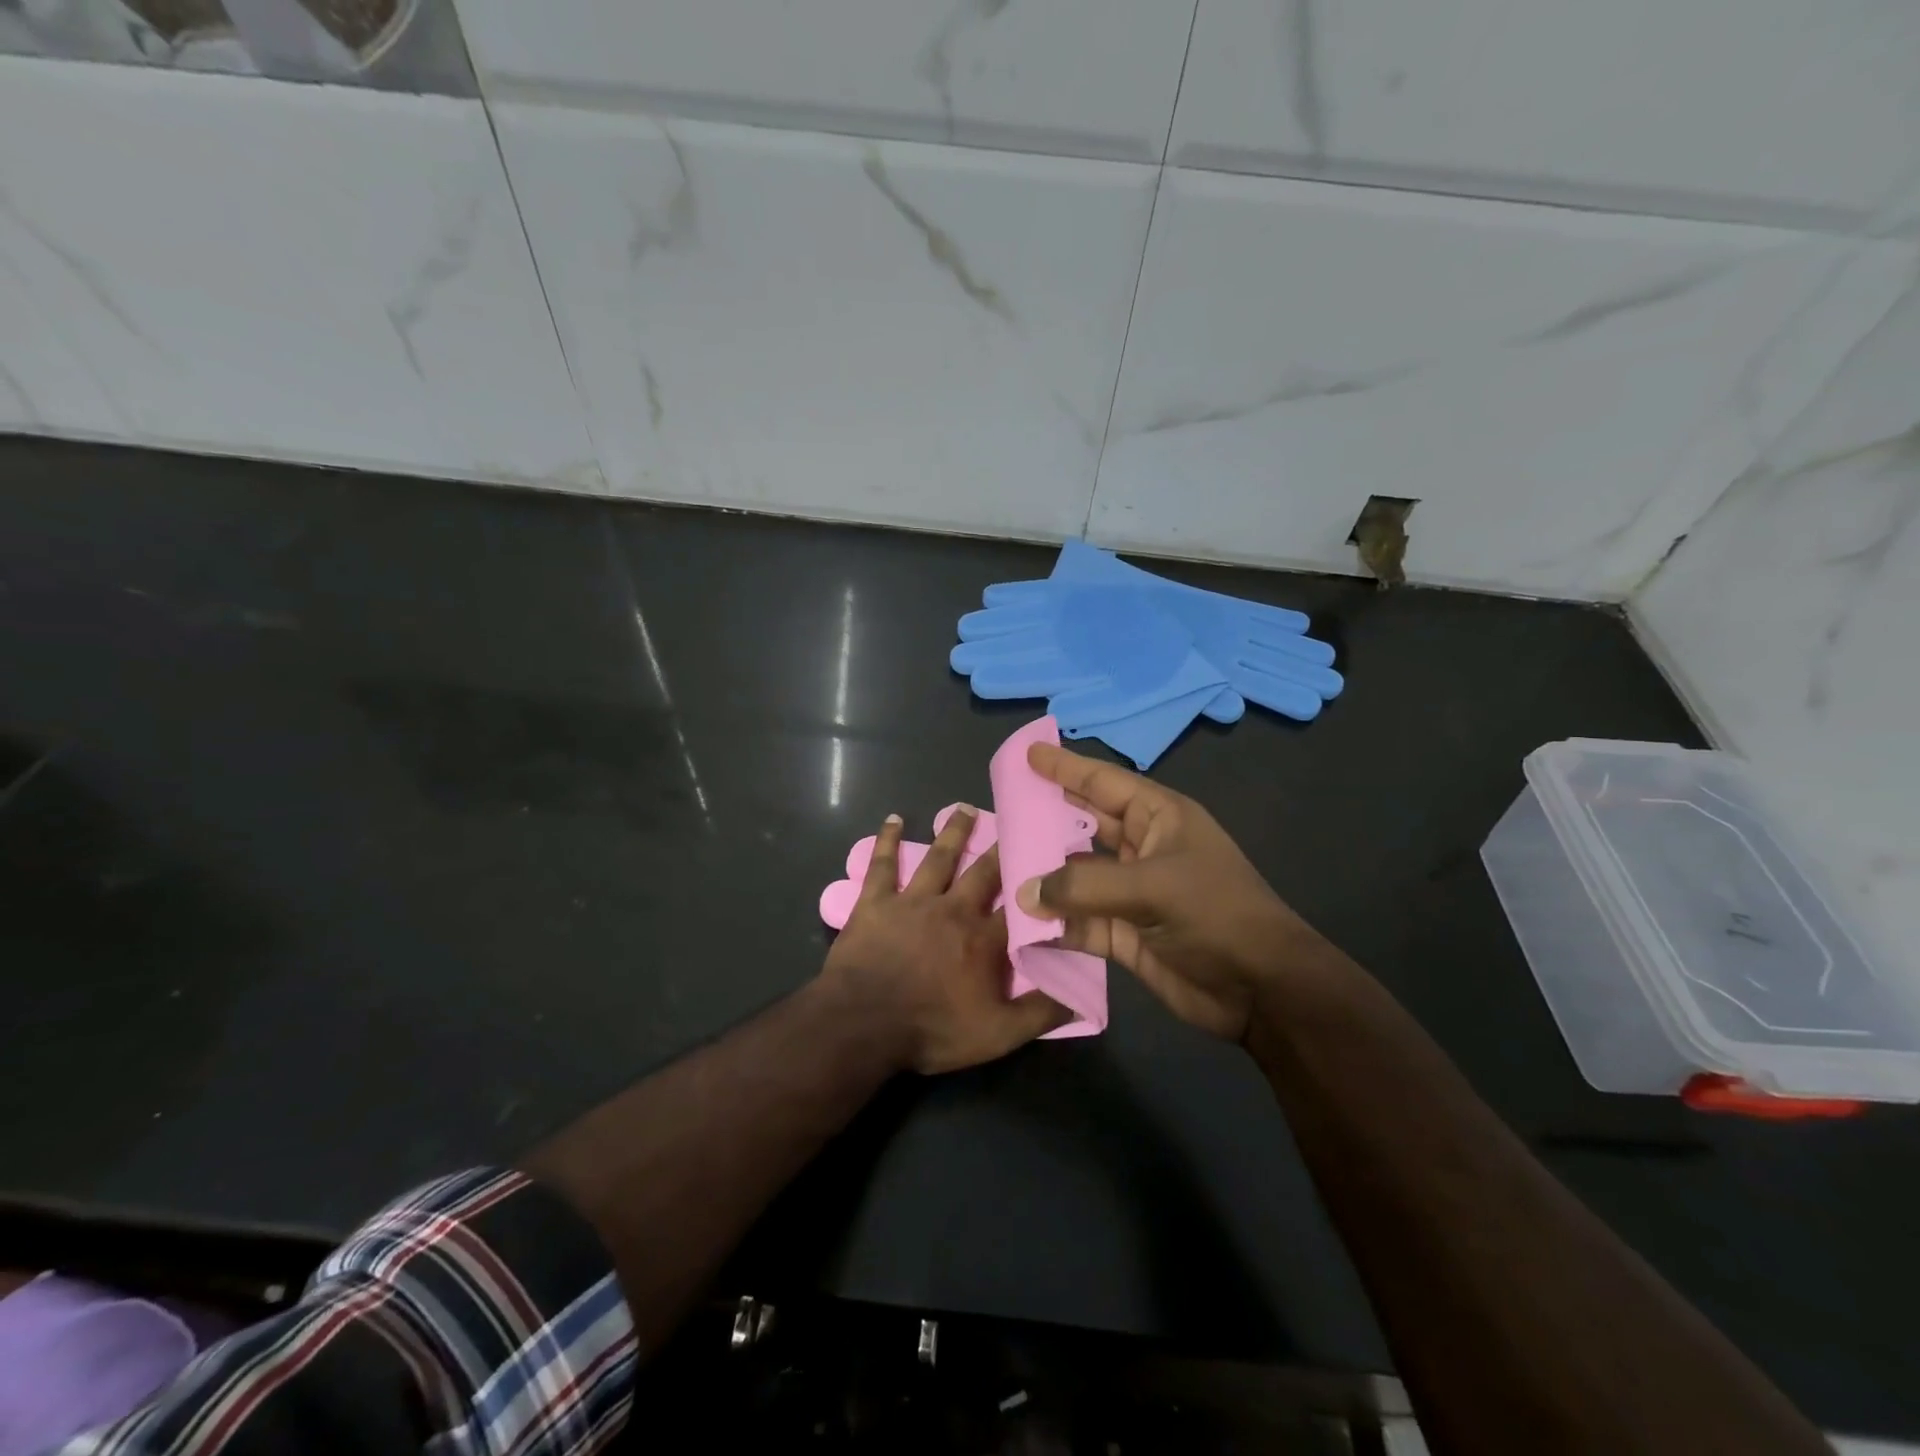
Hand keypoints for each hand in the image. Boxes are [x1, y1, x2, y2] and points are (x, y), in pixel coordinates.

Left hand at [821, 807, 1068, 1073]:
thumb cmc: (932, 1029)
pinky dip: (887, 840)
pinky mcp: (876, 901)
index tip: (1053, 863)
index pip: (1020, 908)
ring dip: (953, 832)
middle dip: (1000, 849)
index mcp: (984, 939)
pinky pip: (883, 864)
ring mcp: (913, 901)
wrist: (863, 1023)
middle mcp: (953, 909)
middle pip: (983, 872)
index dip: (1037, 888)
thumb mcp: (997, 1035)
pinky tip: (893, 819)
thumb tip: (1082, 999)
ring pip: (939, 858)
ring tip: (965, 808)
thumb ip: (1040, 1014)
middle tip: (1015, 821)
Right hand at [1015, 742, 1335, 1042]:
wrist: (1260, 990)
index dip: (1066, 768)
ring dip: (1043, 873)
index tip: (1028, 755)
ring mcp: (1132, 893)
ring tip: (999, 863)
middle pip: (1085, 825)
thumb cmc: (1215, 914)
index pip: (1104, 783)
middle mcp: (1143, 849)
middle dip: (1047, 817)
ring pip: (1077, 875)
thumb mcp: (1153, 888)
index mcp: (1159, 818)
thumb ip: (1084, 885)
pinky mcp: (1124, 934)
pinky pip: (1079, 921)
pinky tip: (1020, 921)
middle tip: (1003, 808)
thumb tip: (1025, 890)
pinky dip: (1053, 922)